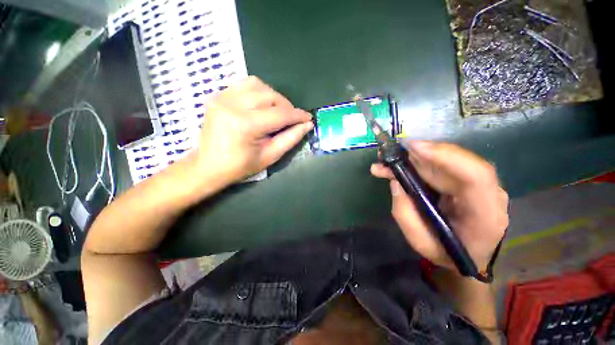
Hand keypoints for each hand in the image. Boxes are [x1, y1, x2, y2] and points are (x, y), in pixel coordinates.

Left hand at [193, 76, 312, 186]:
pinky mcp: (218, 96)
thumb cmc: (240, 167)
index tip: (308, 118)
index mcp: (245, 125)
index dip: (297, 115)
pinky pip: (244, 85)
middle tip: (292, 119)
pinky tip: (262, 105)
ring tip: (278, 111)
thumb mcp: (270, 156)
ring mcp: (222, 97)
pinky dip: (259, 92)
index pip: (279, 114)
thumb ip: (290, 139)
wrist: (208, 166)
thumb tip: (307, 125)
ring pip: (258, 85)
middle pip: (270, 95)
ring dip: (273, 97)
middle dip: (287, 106)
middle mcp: (232, 105)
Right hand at [370, 141, 507, 272]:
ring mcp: (478, 185)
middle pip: (459, 162)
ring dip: (415, 157)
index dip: (446, 157)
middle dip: (420, 154)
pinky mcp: (465, 181)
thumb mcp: (420, 241)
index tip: (414, 149)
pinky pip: (443, 165)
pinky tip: (399, 164)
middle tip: (388, 154)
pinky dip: (419, 162)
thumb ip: (405, 213)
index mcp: (485, 216)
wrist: (468, 256)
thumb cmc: (446, 253)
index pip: (476, 176)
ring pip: (448, 160)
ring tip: (387, 161)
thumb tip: (396, 181)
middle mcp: (488, 194)